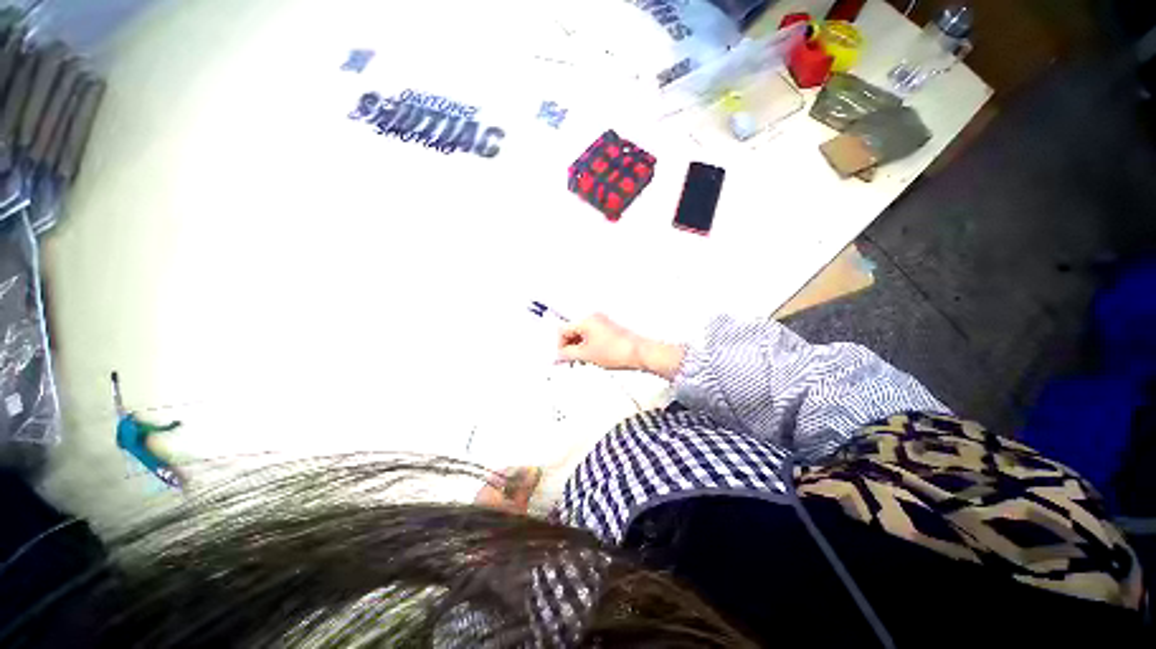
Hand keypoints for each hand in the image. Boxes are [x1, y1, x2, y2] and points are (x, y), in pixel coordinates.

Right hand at [557, 314, 684, 378]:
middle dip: (568, 346)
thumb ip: (567, 354)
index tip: (560, 357)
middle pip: (572, 331)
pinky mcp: (609, 330)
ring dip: (577, 347)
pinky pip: (591, 336)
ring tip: (580, 360)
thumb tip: (558, 355)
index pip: (563, 330)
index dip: (559, 345)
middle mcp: (594, 318)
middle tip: (567, 360)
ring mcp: (602, 323)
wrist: (639, 353)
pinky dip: (587, 346)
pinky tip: (589, 357)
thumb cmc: (619, 351)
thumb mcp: (586, 355)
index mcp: (586, 320)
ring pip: (581, 334)